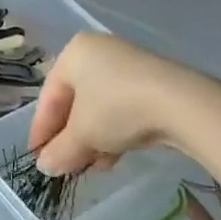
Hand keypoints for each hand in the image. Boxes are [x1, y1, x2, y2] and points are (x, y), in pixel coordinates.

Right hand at [28, 32, 218, 175]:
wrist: (182, 104)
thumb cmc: (117, 109)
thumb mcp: (82, 135)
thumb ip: (59, 151)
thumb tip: (44, 167)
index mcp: (74, 53)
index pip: (49, 97)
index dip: (41, 131)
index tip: (38, 158)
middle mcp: (99, 52)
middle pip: (75, 102)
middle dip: (69, 138)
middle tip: (65, 165)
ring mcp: (128, 65)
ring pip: (100, 108)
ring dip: (92, 140)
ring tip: (92, 167)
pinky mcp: (153, 82)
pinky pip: (123, 108)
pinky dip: (114, 133)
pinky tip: (114, 158)